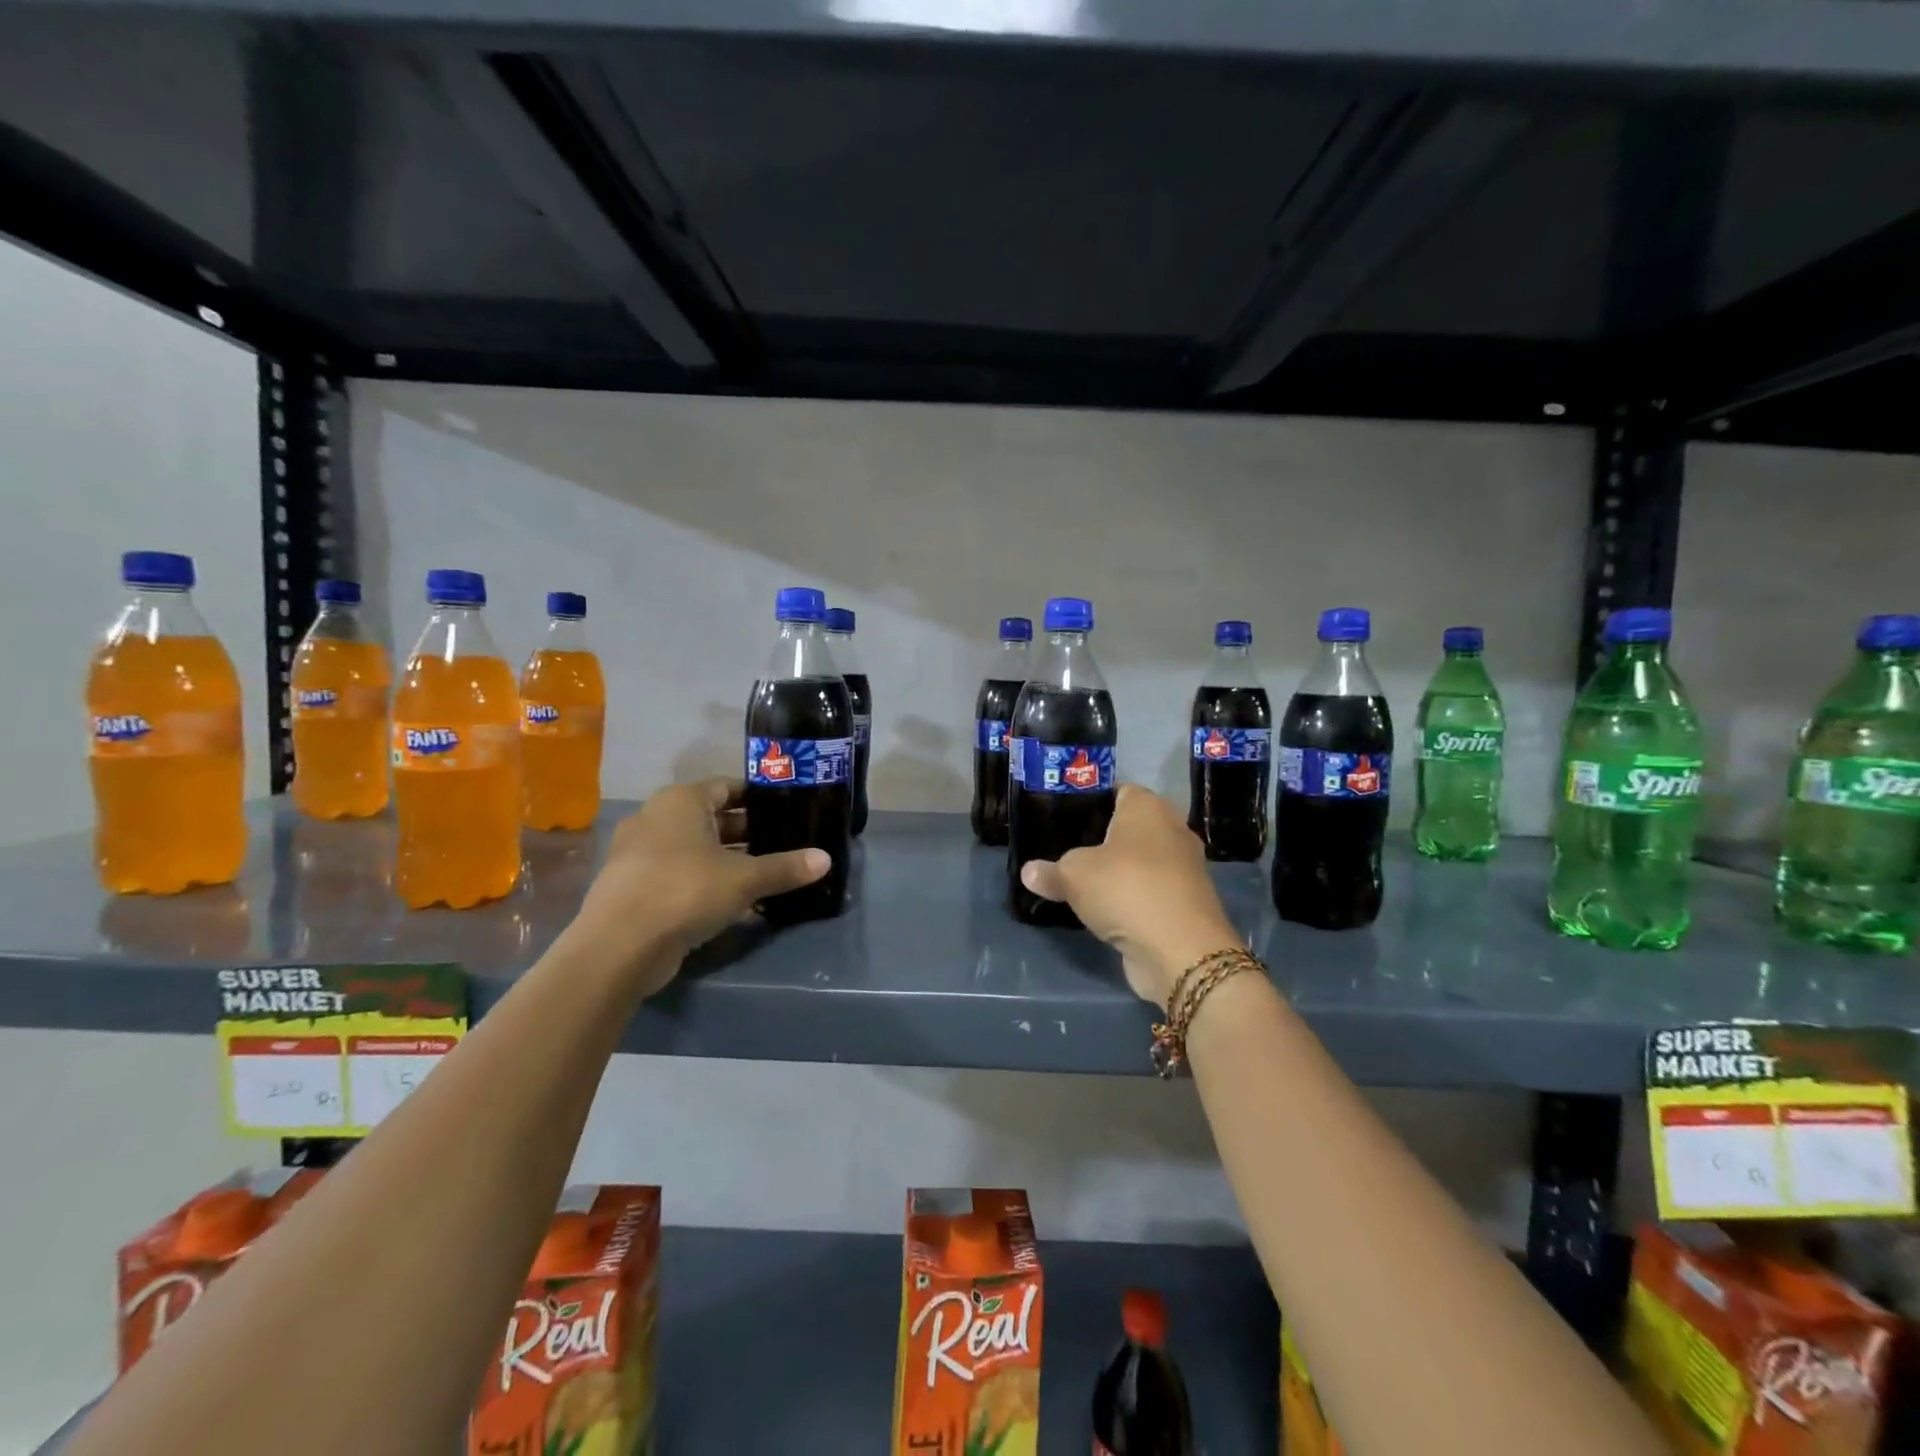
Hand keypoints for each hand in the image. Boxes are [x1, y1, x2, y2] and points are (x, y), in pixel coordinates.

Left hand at [569, 777, 829, 993]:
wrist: (619, 947)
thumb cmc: (685, 890)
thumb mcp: (744, 879)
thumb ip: (785, 868)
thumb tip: (826, 859)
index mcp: (680, 801)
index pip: (728, 786)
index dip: (760, 797)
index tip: (789, 810)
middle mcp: (656, 818)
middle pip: (712, 818)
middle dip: (748, 831)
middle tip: (786, 842)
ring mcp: (641, 853)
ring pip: (697, 848)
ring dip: (729, 860)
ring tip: (767, 872)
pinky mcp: (636, 886)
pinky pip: (681, 874)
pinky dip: (707, 882)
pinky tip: (736, 901)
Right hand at [1018, 786, 1243, 1008]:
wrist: (1181, 950)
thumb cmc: (1126, 889)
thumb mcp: (1073, 876)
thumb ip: (1050, 871)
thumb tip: (1028, 872)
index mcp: (1148, 807)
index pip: (1117, 790)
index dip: (1090, 801)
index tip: (1063, 817)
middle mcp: (1172, 829)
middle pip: (1129, 826)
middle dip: (1101, 837)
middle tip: (1064, 848)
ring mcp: (1183, 867)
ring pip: (1140, 860)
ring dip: (1117, 870)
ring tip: (1079, 880)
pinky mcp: (1185, 902)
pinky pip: (1149, 889)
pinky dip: (1130, 896)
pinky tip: (1103, 908)